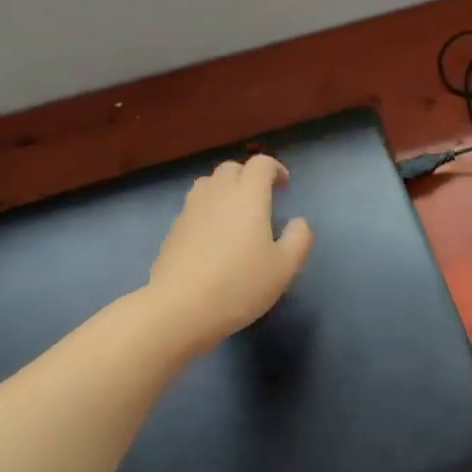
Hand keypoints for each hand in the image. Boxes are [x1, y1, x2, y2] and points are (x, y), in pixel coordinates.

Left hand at [146, 155, 313, 356]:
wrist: (180, 307)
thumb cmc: (239, 284)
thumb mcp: (284, 268)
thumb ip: (298, 239)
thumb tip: (298, 222)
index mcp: (248, 196)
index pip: (261, 163)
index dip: (275, 168)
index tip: (284, 186)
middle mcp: (217, 194)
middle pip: (231, 168)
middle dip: (248, 176)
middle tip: (261, 199)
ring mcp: (190, 209)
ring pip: (208, 184)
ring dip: (224, 189)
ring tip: (235, 214)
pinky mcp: (173, 229)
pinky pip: (193, 206)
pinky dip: (207, 210)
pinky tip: (213, 237)